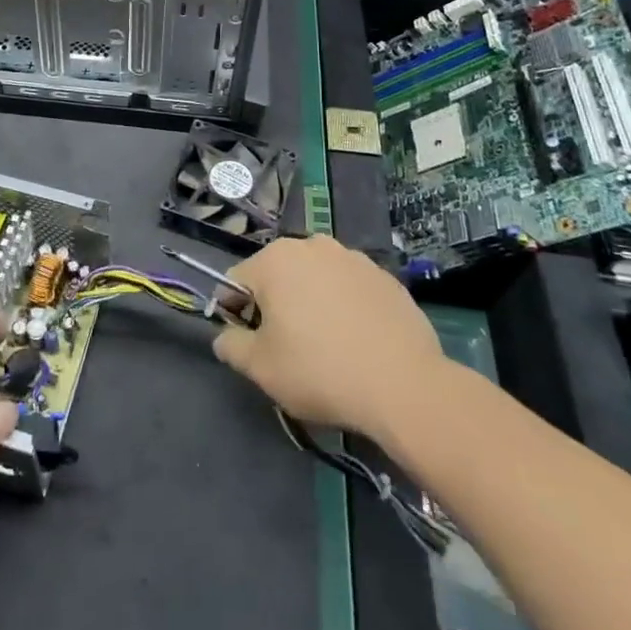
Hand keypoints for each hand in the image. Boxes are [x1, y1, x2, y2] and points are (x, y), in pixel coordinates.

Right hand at [212, 235, 458, 440]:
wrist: (404, 385)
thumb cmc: (320, 371)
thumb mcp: (260, 368)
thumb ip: (231, 345)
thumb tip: (225, 336)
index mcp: (275, 259)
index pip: (237, 282)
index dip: (236, 315)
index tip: (251, 346)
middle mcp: (312, 245)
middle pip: (277, 275)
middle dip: (275, 306)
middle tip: (288, 350)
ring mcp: (352, 258)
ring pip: (315, 280)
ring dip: (311, 303)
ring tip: (327, 347)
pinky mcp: (385, 276)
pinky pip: (349, 289)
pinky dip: (345, 308)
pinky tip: (358, 342)